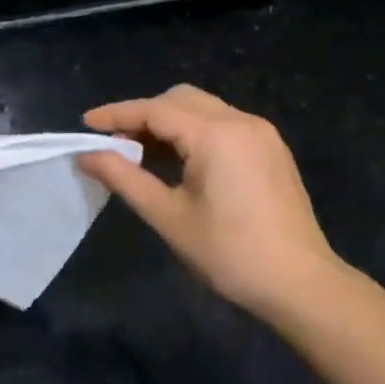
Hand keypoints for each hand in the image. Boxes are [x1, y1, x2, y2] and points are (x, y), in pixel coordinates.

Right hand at [79, 84, 345, 318]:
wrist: (300, 284)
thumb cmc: (228, 253)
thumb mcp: (168, 216)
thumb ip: (124, 178)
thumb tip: (86, 155)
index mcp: (216, 134)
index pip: (155, 110)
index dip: (117, 115)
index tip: (85, 124)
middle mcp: (241, 121)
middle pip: (180, 99)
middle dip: (143, 114)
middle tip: (114, 143)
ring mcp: (261, 134)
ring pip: (203, 109)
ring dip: (169, 122)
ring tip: (140, 153)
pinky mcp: (271, 150)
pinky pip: (223, 124)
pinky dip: (194, 132)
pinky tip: (179, 161)